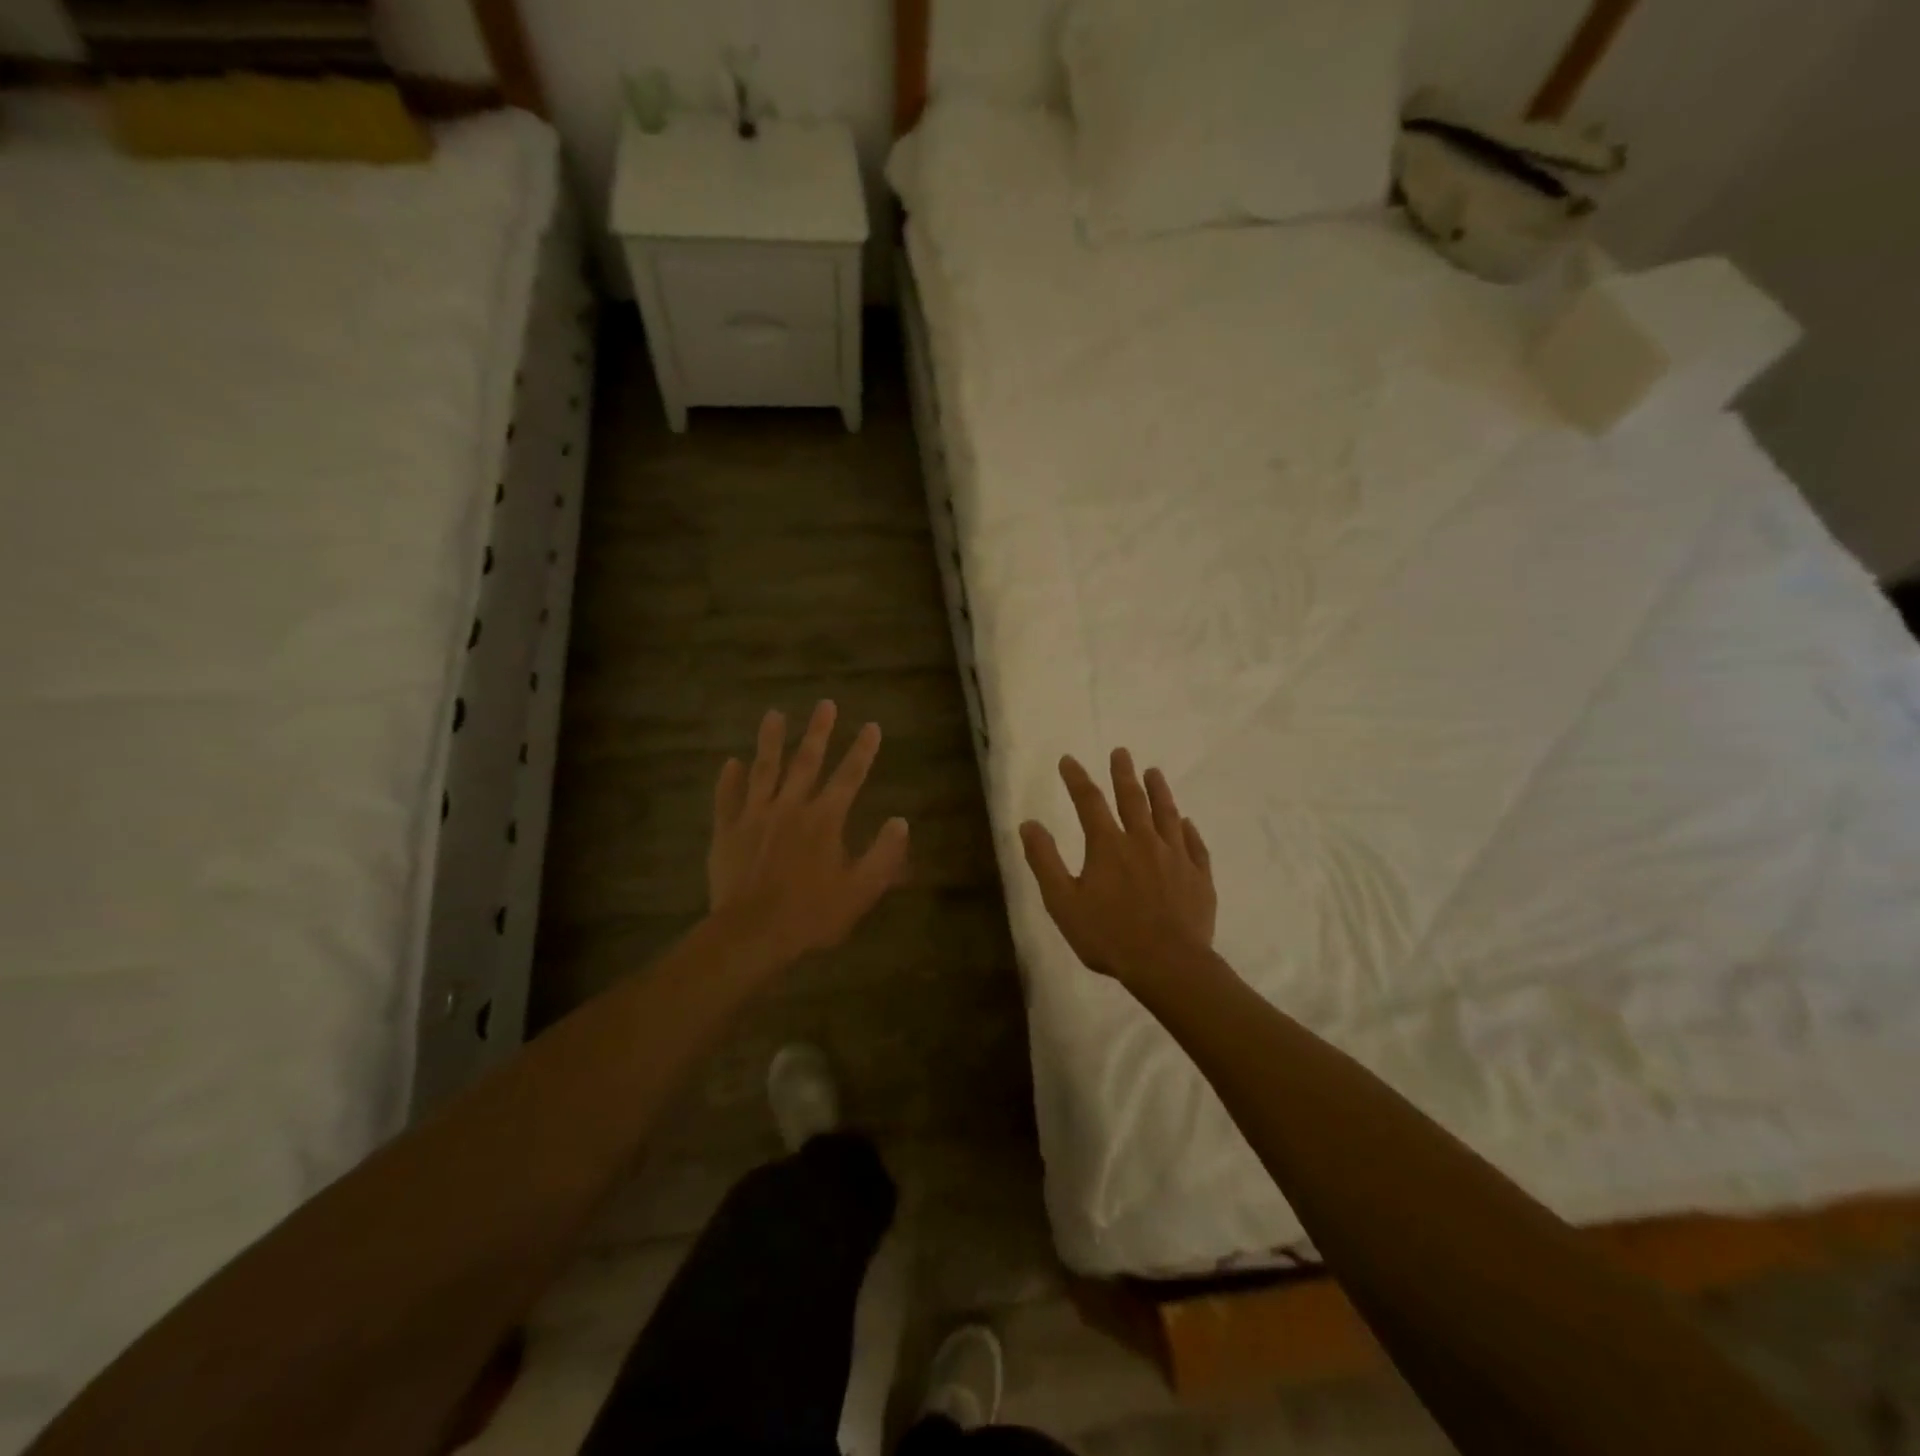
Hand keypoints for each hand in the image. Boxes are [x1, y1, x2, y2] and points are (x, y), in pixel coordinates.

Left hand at [707, 701, 910, 968]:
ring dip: (770, 741)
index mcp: (824, 819)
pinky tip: (730, 763)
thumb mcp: (861, 890)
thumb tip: (900, 822)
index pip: (849, 777)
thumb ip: (884, 855)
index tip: (872, 726)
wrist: (752, 934)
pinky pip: (727, 799)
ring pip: (764, 770)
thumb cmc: (812, 914)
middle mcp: (790, 807)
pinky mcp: (727, 832)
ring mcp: (755, 816)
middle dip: (818, 732)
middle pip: (806, 762)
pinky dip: (728, 780)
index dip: (863, 750)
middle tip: (825, 704)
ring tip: (773, 715)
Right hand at [1020, 749, 1215, 988]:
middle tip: (1121, 752)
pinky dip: (1188, 830)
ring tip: (1154, 772)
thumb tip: (1028, 824)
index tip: (1069, 760)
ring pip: (1167, 814)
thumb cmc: (1109, 936)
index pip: (1089, 802)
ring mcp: (1175, 857)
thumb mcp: (1063, 902)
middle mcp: (1143, 841)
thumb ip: (1045, 861)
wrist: (1168, 964)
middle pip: (1132, 799)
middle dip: (1123, 774)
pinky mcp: (1199, 877)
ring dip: (1159, 791)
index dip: (1077, 779)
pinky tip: (1186, 823)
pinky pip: (1194, 845)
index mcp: (1108, 846)